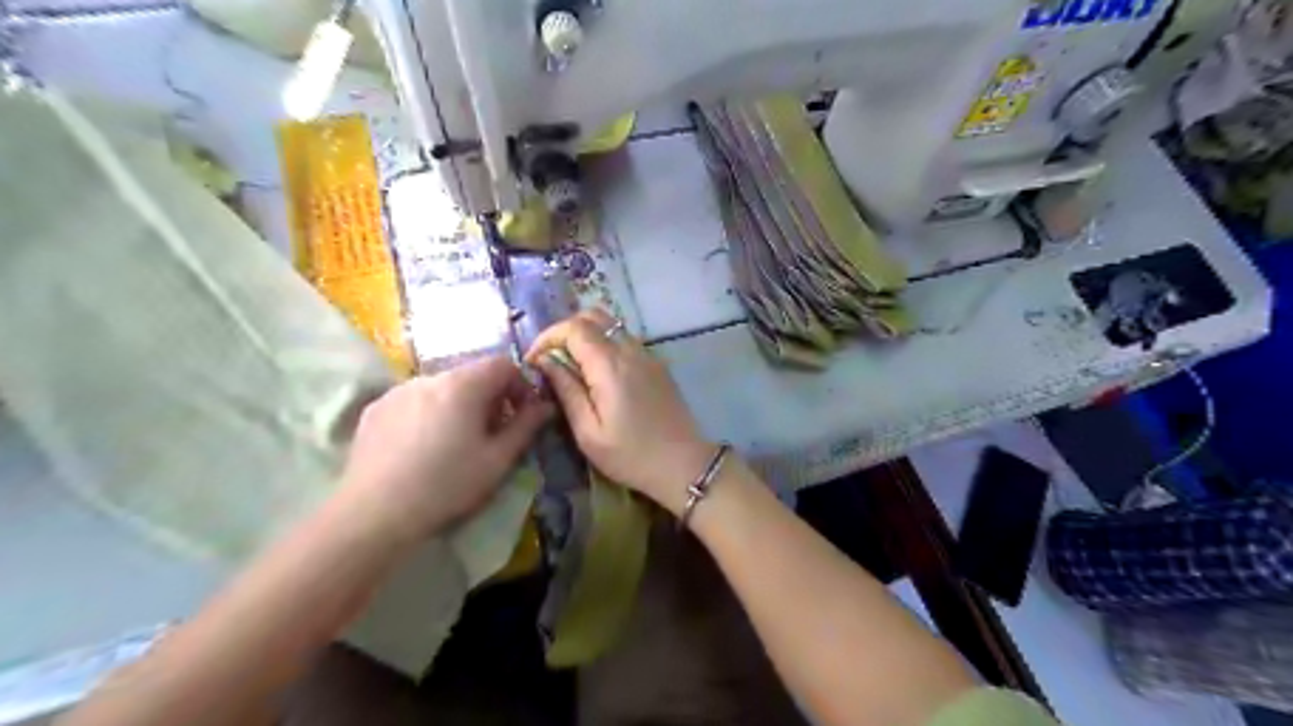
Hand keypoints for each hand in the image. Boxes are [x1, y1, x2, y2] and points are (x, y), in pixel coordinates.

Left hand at [336, 357, 551, 543]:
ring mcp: (398, 390)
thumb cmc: (447, 485)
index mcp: (463, 385)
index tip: (521, 414)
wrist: (374, 513)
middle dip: (490, 396)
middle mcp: (430, 377)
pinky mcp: (375, 408)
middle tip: (491, 432)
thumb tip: (546, 405)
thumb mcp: (498, 460)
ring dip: (458, 404)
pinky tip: (422, 446)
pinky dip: (428, 412)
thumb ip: (526, 426)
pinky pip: (414, 400)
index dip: (520, 384)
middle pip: (472, 374)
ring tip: (454, 441)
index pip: (503, 363)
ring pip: (442, 387)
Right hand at [525, 310, 715, 511]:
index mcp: (610, 365)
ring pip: (611, 325)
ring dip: (586, 337)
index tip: (534, 360)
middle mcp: (630, 350)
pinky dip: (604, 345)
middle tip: (551, 359)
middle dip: (565, 331)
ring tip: (571, 367)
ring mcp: (647, 354)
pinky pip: (625, 341)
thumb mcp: (588, 432)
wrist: (684, 464)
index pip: (574, 327)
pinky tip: (598, 375)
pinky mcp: (657, 364)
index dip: (548, 337)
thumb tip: (545, 362)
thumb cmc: (631, 455)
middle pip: (593, 316)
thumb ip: (566, 391)